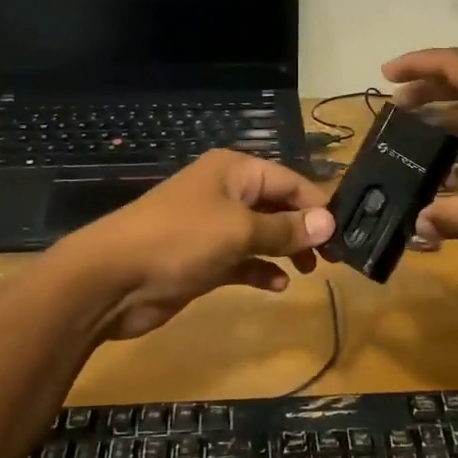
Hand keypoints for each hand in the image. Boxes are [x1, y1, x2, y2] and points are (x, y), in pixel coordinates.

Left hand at [55, 150, 335, 341]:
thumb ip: (286, 229)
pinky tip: (278, 286)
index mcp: (234, 171)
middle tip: (332, 259)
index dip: (317, 205)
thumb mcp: (239, 230)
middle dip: (304, 229)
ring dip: (286, 250)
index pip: (289, 181)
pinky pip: (243, 260)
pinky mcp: (204, 259)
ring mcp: (213, 227)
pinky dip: (261, 270)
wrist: (112, 279)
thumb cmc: (180, 240)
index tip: (345, 234)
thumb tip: (329, 222)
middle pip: (277, 206)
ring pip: (262, 234)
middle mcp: (226, 193)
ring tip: (310, 272)